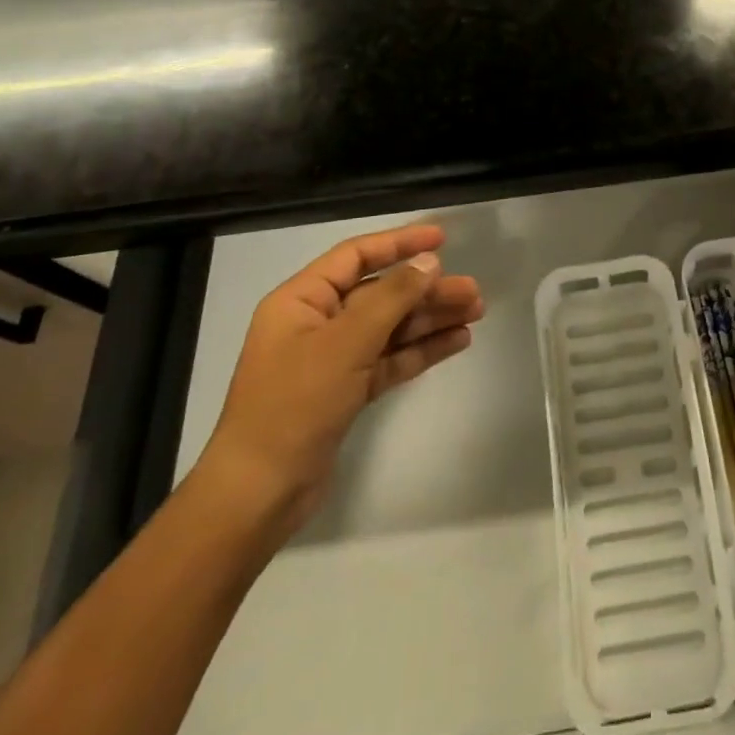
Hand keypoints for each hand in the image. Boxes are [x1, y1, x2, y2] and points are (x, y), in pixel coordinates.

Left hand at [195, 223, 483, 539]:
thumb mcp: (346, 343)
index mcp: (302, 300)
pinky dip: (421, 349)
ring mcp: (332, 359)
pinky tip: (457, 341)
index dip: (399, 243)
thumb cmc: (295, 404)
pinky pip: (390, 358)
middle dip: (426, 290)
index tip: (442, 239)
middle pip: (381, 293)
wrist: (259, 494)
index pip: (356, 256)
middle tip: (473, 291)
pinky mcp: (346, 391)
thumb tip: (429, 262)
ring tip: (476, 313)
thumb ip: (391, 297)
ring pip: (391, 327)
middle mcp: (317, 322)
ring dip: (431, 318)